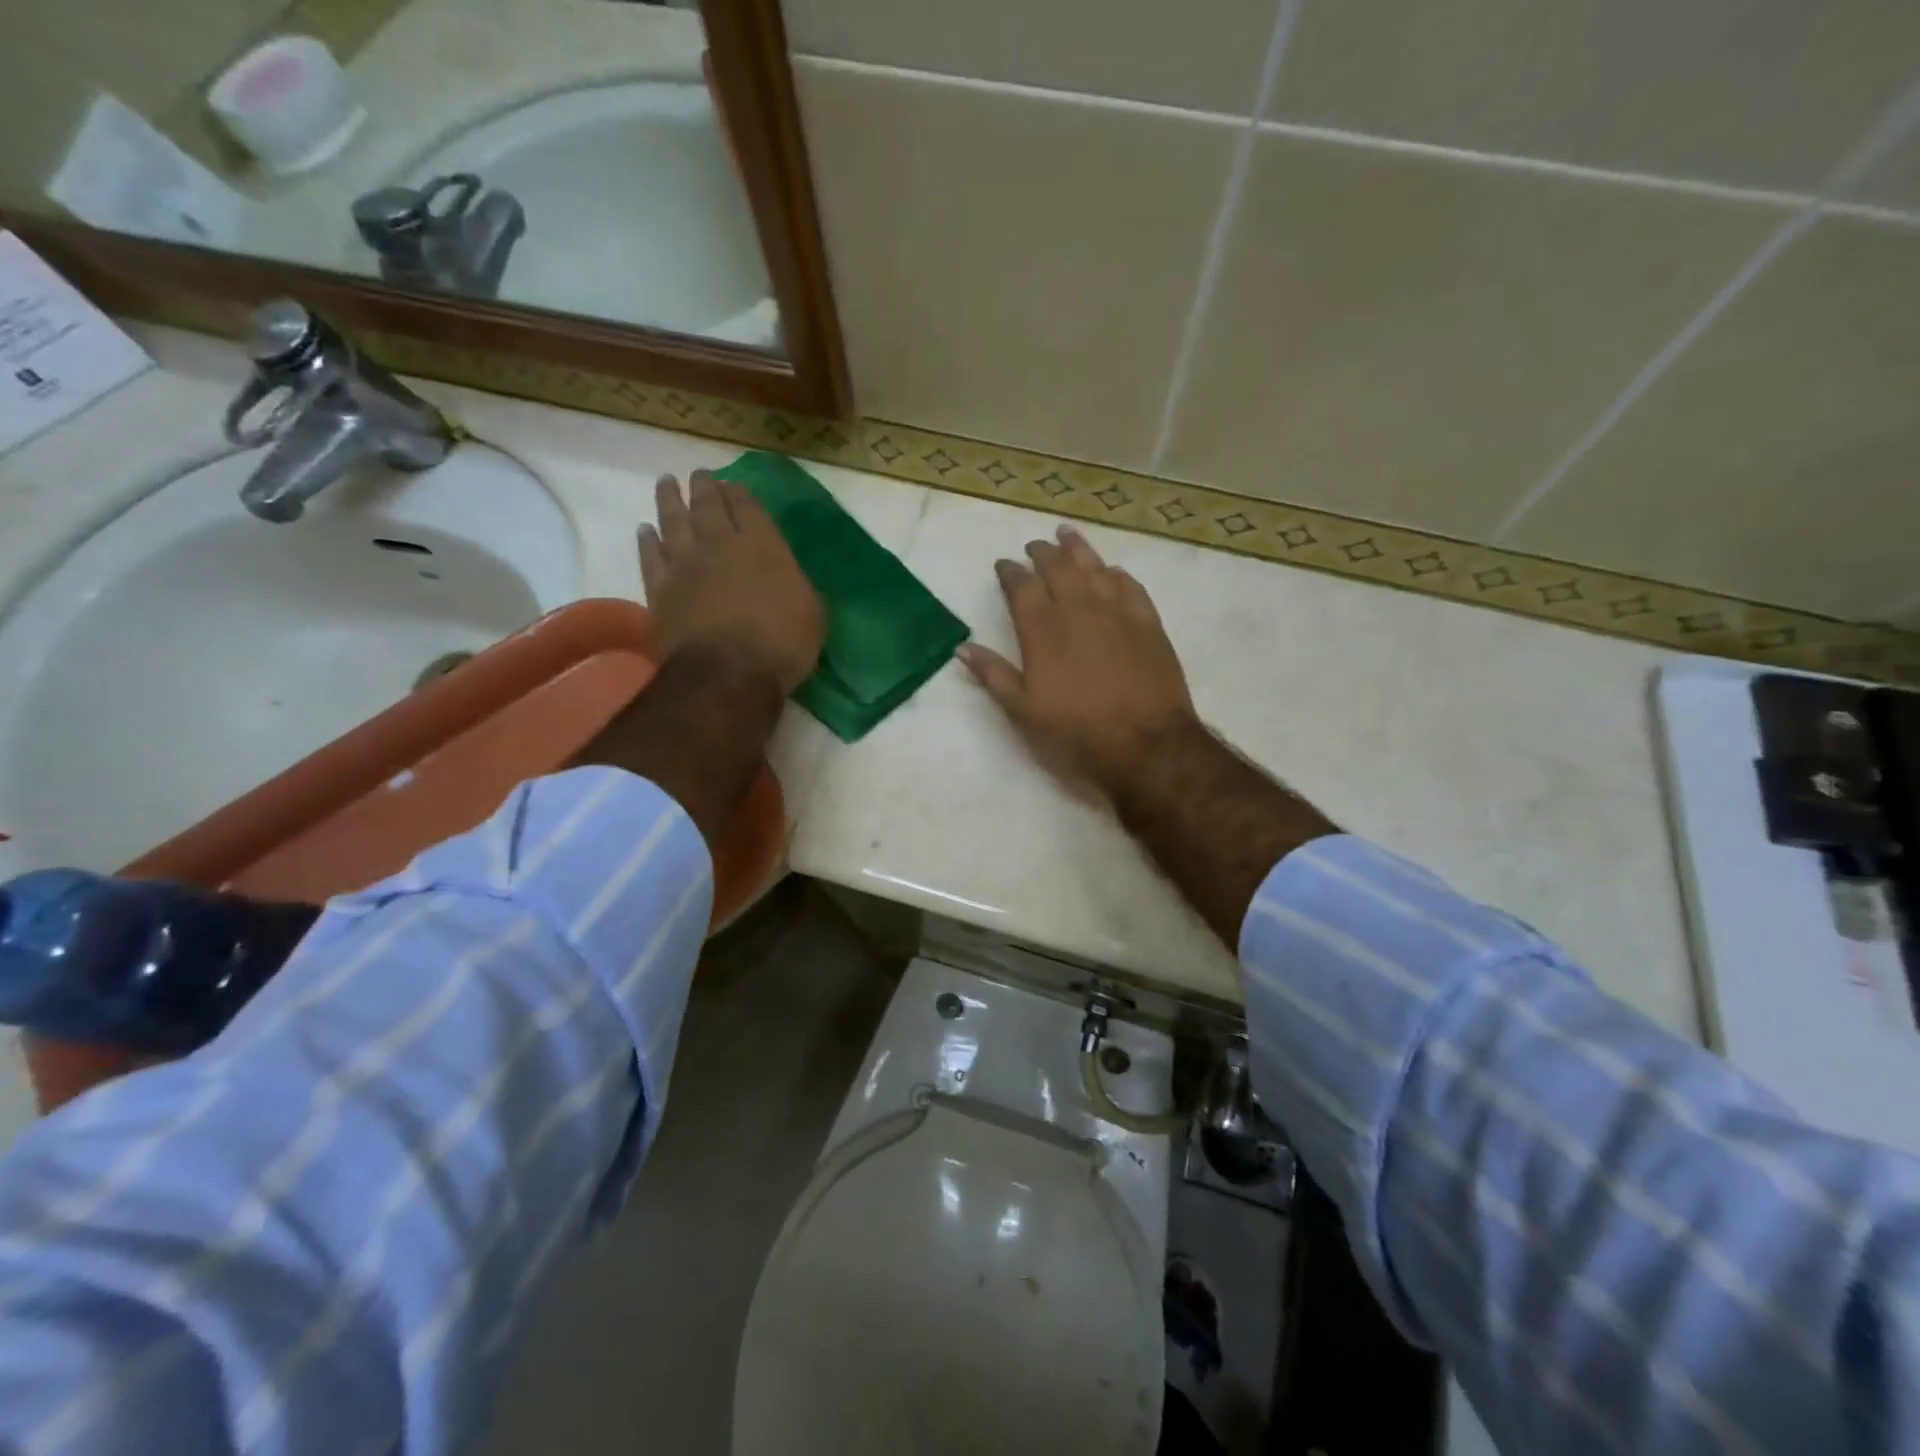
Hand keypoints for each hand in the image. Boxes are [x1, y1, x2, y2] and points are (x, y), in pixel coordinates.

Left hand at [639, 470, 823, 694]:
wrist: (727, 674)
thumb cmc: (782, 644)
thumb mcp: (812, 613)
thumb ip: (798, 586)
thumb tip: (789, 577)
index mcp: (763, 546)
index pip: (748, 507)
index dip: (740, 493)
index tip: (732, 485)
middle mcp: (720, 545)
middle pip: (708, 506)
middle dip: (704, 487)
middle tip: (699, 475)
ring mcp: (685, 566)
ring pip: (673, 522)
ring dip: (669, 500)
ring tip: (666, 484)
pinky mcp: (660, 591)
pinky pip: (650, 556)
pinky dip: (648, 541)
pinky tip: (645, 530)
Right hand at [959, 525, 1196, 795]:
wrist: (1145, 744)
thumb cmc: (1076, 731)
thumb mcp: (1023, 711)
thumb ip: (993, 674)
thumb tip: (962, 648)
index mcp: (1042, 630)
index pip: (1021, 587)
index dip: (1010, 572)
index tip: (1004, 565)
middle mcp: (1078, 609)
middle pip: (1058, 567)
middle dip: (1043, 553)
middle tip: (1035, 546)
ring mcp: (1117, 612)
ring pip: (1094, 567)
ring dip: (1078, 549)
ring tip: (1067, 535)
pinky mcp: (1148, 622)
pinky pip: (1129, 585)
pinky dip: (1115, 573)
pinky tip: (1111, 571)